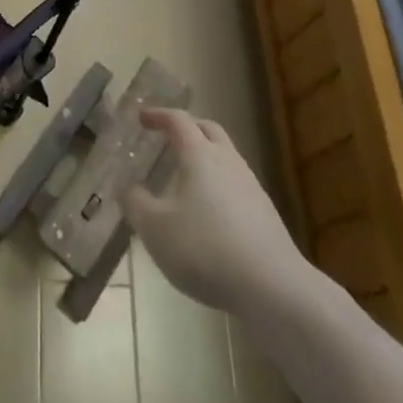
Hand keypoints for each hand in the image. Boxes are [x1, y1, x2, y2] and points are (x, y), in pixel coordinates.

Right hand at [124, 108, 307, 315]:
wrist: (273, 287)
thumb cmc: (206, 248)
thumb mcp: (156, 229)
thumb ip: (136, 204)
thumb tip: (128, 188)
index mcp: (199, 154)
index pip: (178, 120)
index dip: (158, 115)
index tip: (142, 118)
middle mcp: (227, 160)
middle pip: (208, 130)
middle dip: (186, 128)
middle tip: (167, 137)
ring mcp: (251, 186)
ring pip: (225, 156)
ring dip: (205, 156)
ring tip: (186, 177)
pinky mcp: (265, 213)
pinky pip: (236, 184)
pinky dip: (218, 184)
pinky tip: (210, 212)